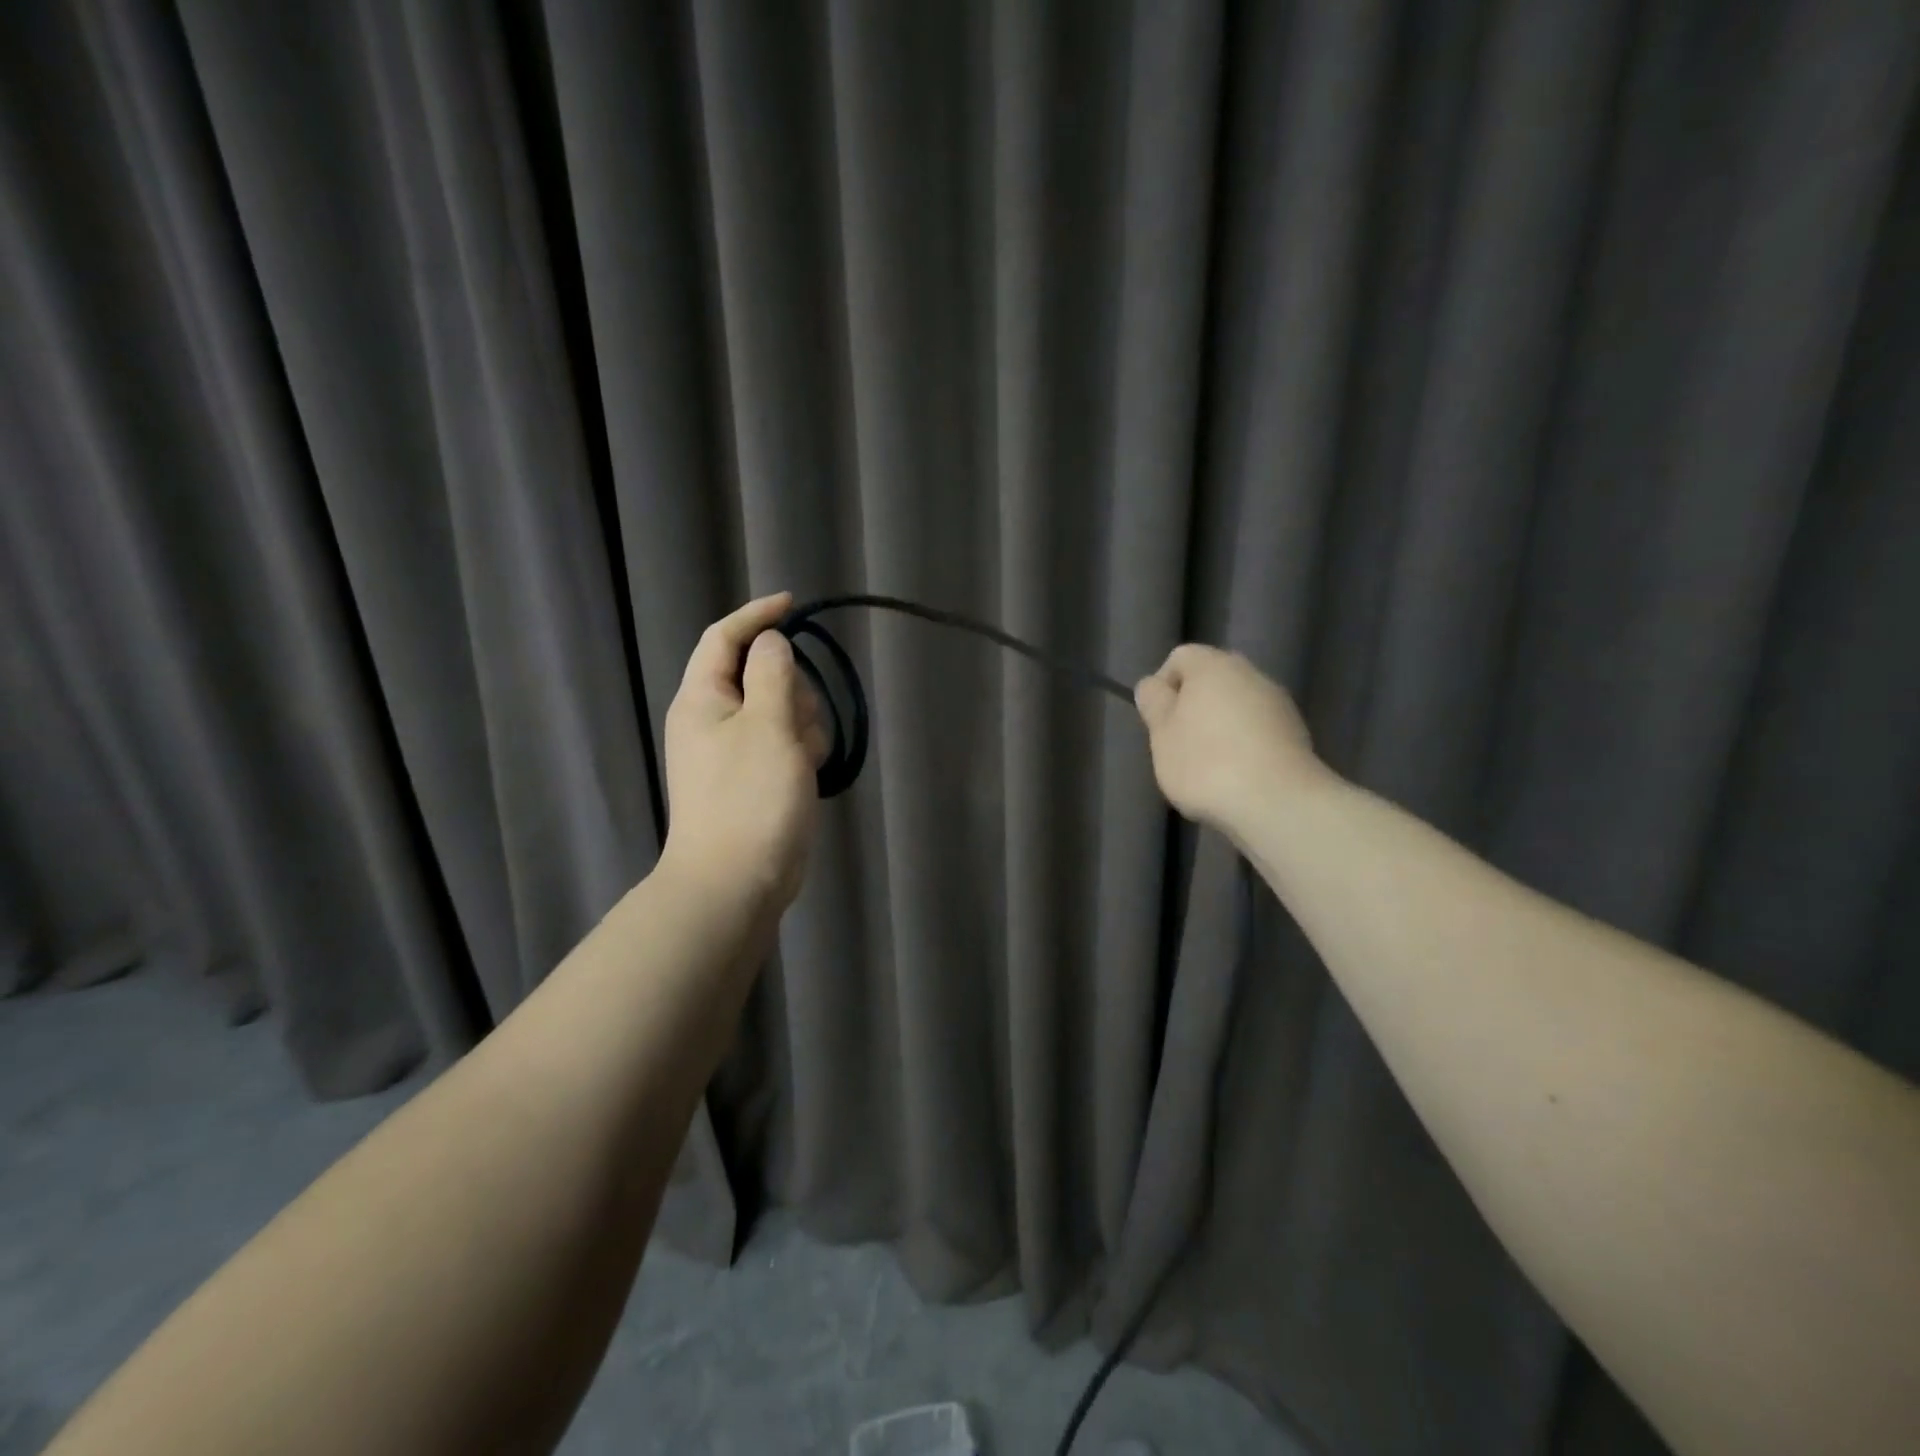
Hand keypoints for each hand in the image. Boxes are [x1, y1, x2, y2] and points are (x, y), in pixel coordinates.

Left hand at [659, 593, 829, 913]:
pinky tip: (807, 774)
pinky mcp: (756, 777)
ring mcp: (735, 750)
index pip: (724, 638)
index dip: (757, 616)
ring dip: (802, 723)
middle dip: (791, 687)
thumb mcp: (767, 725)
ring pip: (782, 710)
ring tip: (802, 759)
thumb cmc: (749, 798)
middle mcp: (714, 719)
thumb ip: (772, 672)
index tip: (794, 604)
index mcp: (702, 698)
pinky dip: (801, 750)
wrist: (736, 881)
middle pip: (762, 673)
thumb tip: (771, 642)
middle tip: (797, 719)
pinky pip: (786, 743)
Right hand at [1134, 644, 1323, 832]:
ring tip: (1209, 765)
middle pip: (1211, 680)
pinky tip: (1237, 774)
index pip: (1180, 658)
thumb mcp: (1161, 734)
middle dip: (1192, 706)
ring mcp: (1278, 703)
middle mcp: (1250, 673)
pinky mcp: (1296, 733)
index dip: (1163, 686)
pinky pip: (1258, 729)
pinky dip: (1244, 743)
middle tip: (1179, 743)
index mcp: (1213, 666)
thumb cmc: (1205, 763)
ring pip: (1237, 705)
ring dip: (1220, 725)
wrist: (1276, 802)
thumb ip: (1154, 703)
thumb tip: (1153, 685)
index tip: (1158, 721)